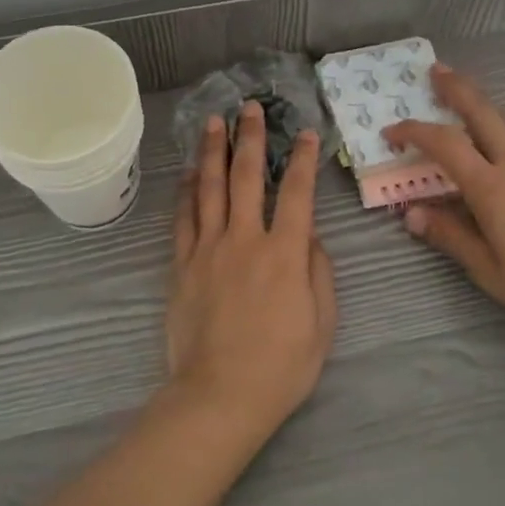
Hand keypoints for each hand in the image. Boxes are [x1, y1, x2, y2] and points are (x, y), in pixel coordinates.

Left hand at [167, 102, 336, 433]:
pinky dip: (185, 192)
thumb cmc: (281, 366)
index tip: (305, 134)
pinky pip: (183, 220)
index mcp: (284, 253)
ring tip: (214, 123)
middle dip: (250, 138)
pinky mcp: (182, 266)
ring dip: (212, 152)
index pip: (296, 193)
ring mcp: (208, 250)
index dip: (302, 159)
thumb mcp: (322, 322)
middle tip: (249, 108)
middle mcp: (245, 240)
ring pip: (208, 189)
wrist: (220, 397)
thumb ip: (318, 271)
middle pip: (245, 177)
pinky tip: (187, 173)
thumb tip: (308, 234)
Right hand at [384, 65, 504, 335]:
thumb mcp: (491, 271)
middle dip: (455, 88)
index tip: (392, 131)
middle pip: (482, 111)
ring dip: (485, 104)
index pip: (444, 145)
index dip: (414, 131)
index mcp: (492, 188)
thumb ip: (451, 237)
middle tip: (436, 71)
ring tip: (469, 102)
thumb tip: (412, 213)